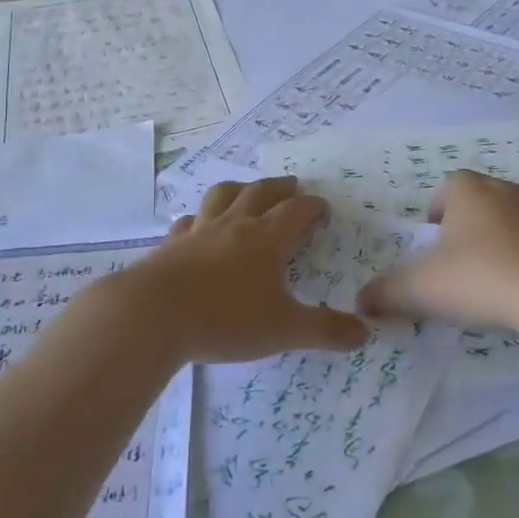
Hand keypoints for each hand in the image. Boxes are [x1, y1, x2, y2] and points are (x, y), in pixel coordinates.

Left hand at [113, 178, 370, 365]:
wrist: (154, 314)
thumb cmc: (226, 319)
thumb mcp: (284, 329)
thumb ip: (325, 330)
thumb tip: (364, 332)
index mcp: (266, 239)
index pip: (296, 211)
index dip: (313, 207)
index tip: (323, 208)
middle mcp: (234, 226)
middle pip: (260, 193)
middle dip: (280, 187)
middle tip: (292, 185)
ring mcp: (199, 232)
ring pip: (222, 196)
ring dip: (239, 189)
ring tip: (246, 191)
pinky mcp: (170, 245)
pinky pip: (188, 222)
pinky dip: (199, 218)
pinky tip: (196, 226)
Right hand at [358, 171, 518, 339]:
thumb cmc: (481, 278)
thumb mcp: (422, 290)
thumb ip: (388, 292)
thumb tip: (360, 301)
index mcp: (469, 191)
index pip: (447, 187)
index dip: (438, 211)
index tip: (436, 242)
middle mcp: (509, 190)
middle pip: (485, 200)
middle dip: (474, 226)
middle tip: (466, 265)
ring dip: (512, 239)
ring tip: (504, 279)